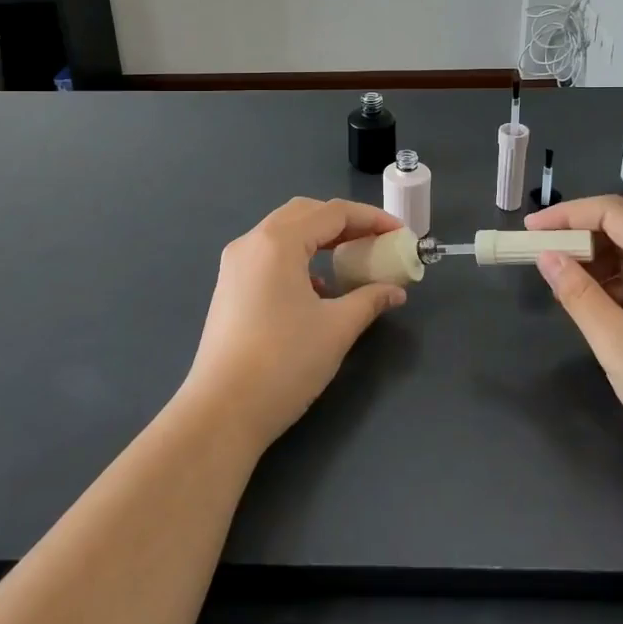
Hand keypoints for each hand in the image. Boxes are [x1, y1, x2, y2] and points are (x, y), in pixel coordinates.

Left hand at [180, 197, 409, 455]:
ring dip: (320, 239)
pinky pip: (269, 256)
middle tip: (375, 241)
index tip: (400, 233)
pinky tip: (316, 290)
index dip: (371, 218)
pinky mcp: (228, 287)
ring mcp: (235, 265)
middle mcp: (251, 242)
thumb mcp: (337, 329)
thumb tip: (395, 291)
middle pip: (305, 213)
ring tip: (350, 261)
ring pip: (284, 233)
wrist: (222, 411)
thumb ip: (369, 300)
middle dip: (344, 222)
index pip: (332, 212)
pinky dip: (298, 258)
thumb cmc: (284, 362)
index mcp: (278, 242)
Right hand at [526, 195, 622, 477]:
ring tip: (564, 290)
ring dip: (599, 266)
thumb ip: (578, 294)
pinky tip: (599, 309)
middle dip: (580, 240)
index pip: (611, 212)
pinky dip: (620, 287)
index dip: (565, 215)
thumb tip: (547, 256)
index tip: (528, 231)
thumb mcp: (617, 344)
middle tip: (541, 263)